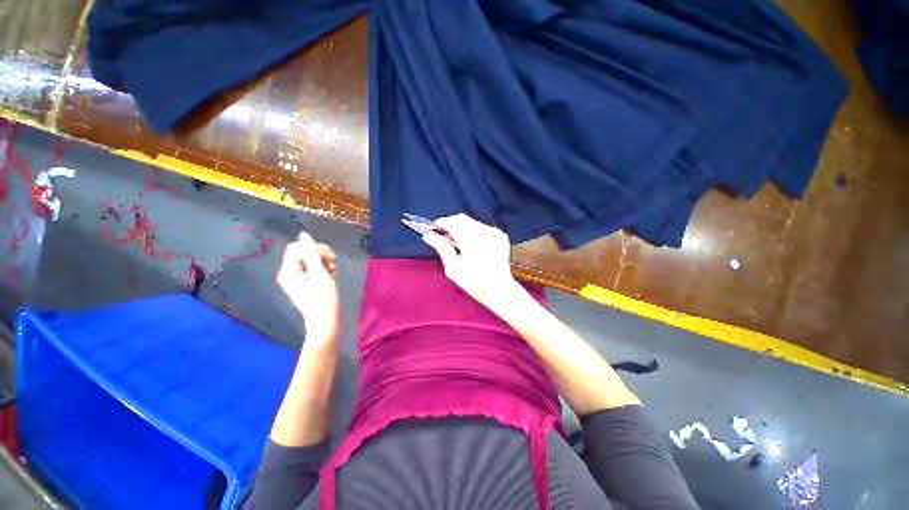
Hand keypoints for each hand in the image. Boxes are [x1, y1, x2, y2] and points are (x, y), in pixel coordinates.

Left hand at [277, 231, 340, 346]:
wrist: (328, 321)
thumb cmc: (324, 300)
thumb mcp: (320, 275)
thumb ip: (312, 254)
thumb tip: (304, 235)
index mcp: (288, 271)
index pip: (298, 247)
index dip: (314, 249)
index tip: (328, 259)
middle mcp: (290, 272)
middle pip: (305, 250)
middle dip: (321, 254)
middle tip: (332, 264)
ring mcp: (299, 276)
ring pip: (312, 257)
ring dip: (326, 260)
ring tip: (333, 270)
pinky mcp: (308, 280)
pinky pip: (316, 265)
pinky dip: (325, 266)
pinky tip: (332, 274)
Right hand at [421, 214, 523, 309]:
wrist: (499, 289)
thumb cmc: (473, 282)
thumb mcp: (453, 268)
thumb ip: (442, 248)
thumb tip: (428, 235)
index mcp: (470, 240)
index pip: (452, 222)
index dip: (441, 223)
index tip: (435, 229)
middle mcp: (483, 232)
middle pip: (462, 219)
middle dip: (451, 224)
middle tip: (446, 237)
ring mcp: (493, 232)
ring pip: (472, 222)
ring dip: (463, 228)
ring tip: (461, 244)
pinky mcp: (500, 235)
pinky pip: (483, 227)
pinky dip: (475, 232)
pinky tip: (475, 245)